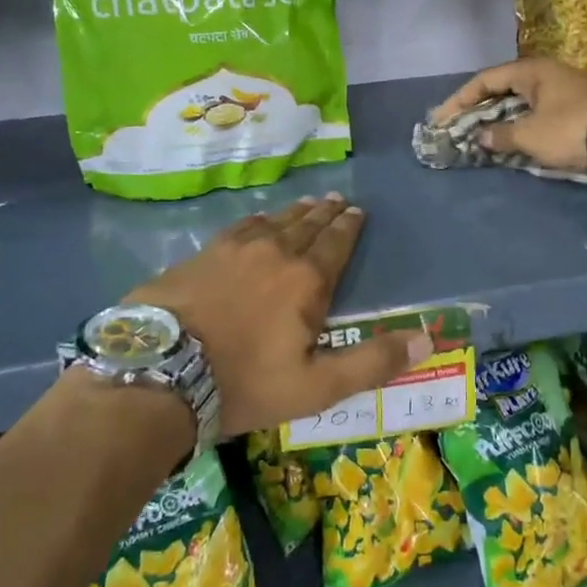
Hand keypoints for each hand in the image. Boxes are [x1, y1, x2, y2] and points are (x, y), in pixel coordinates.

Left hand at [124, 195, 429, 437]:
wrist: (159, 372)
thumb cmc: (244, 383)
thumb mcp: (316, 386)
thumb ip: (372, 362)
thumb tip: (427, 340)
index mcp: (306, 280)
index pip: (336, 243)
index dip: (350, 227)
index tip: (358, 211)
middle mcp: (274, 252)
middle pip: (307, 225)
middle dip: (326, 213)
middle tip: (338, 200)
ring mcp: (233, 249)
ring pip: (273, 221)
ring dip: (295, 212)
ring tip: (308, 203)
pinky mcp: (201, 254)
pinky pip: (240, 227)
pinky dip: (257, 221)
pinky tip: (257, 221)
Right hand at [432, 57, 586, 174]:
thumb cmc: (569, 130)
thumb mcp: (529, 135)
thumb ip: (500, 135)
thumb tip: (481, 137)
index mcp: (532, 70)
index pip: (485, 79)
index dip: (460, 99)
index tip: (442, 118)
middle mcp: (546, 73)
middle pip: (502, 88)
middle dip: (477, 108)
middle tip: (456, 126)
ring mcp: (563, 89)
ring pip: (519, 101)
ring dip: (498, 117)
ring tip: (477, 134)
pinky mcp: (574, 108)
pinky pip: (535, 112)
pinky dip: (517, 123)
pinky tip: (508, 138)